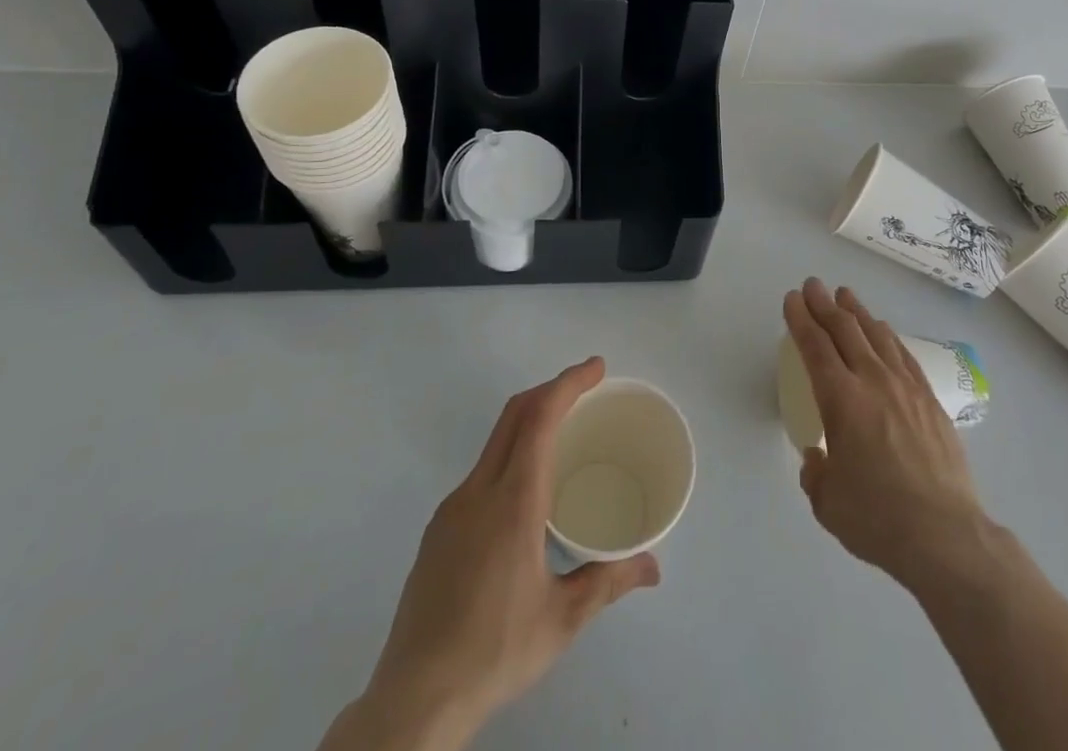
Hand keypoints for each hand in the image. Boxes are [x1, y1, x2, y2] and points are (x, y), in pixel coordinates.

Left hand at [326, 358, 659, 750]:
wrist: (414, 699)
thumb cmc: (496, 651)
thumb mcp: (563, 619)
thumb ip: (608, 580)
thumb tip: (654, 566)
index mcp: (513, 502)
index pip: (540, 419)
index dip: (568, 383)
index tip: (596, 368)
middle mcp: (478, 492)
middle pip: (514, 415)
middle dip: (552, 389)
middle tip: (588, 387)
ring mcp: (452, 509)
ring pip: (495, 441)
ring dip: (530, 420)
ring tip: (563, 435)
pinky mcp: (438, 530)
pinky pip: (481, 472)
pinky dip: (511, 454)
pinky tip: (526, 492)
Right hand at [783, 279, 990, 591]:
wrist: (945, 535)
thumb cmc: (878, 518)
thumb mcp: (827, 503)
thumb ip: (816, 473)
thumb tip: (818, 457)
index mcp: (840, 399)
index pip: (815, 346)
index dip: (801, 319)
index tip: (792, 299)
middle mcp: (872, 381)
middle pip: (844, 329)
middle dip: (824, 304)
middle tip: (813, 285)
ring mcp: (905, 387)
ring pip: (876, 334)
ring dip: (857, 311)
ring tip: (845, 295)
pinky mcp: (930, 399)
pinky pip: (903, 354)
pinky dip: (887, 335)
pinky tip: (883, 330)